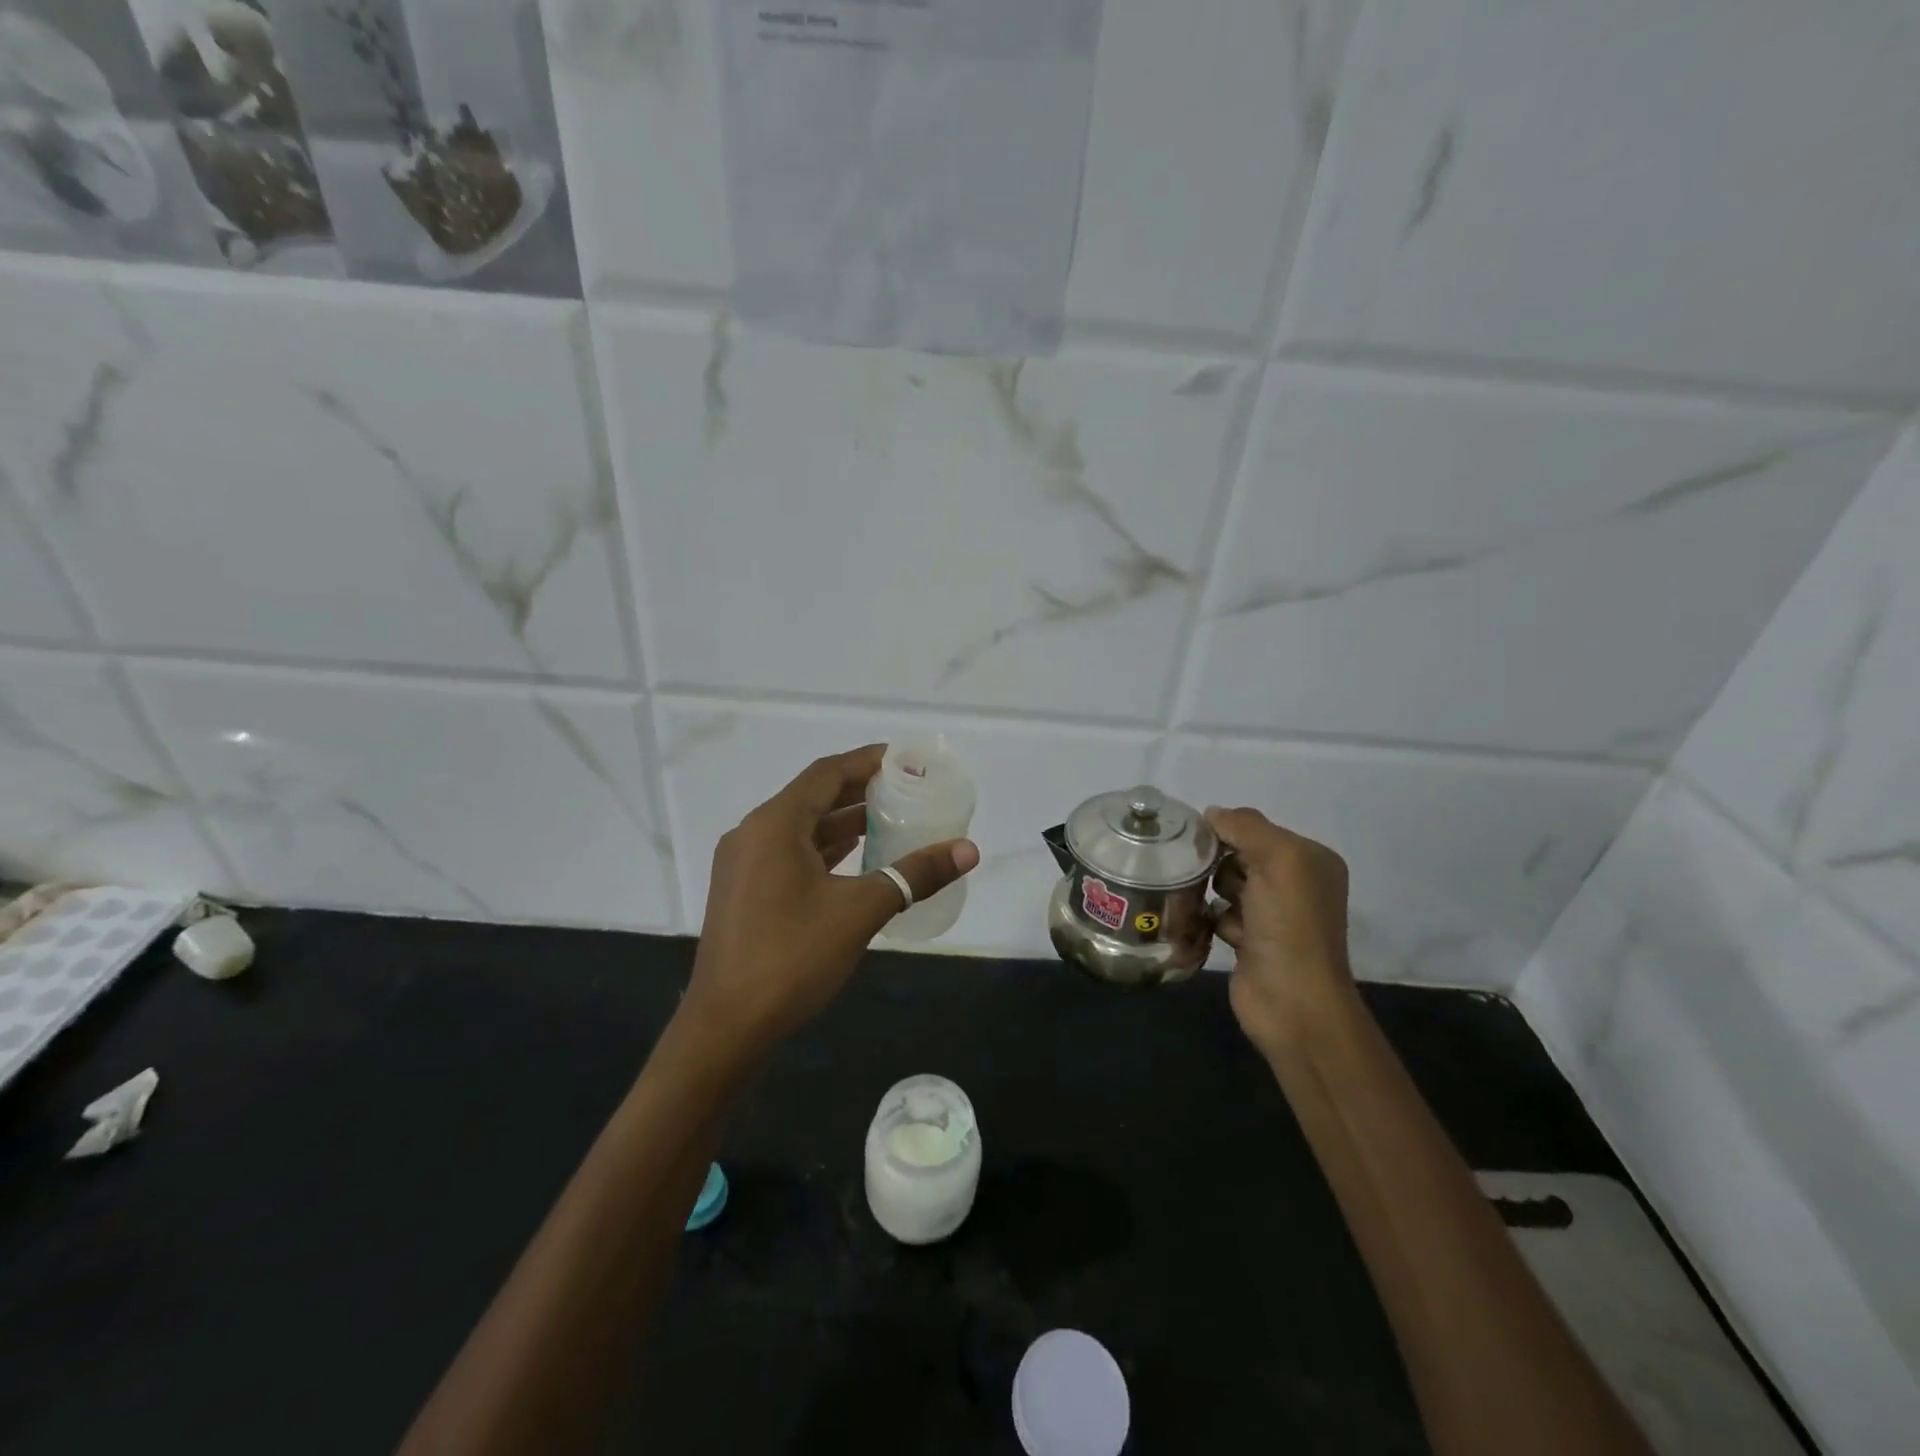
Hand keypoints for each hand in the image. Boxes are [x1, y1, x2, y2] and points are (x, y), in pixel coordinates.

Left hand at [682, 745, 979, 1060]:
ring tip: (890, 820)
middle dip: (859, 791)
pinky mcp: (743, 891)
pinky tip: (855, 858)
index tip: (904, 759)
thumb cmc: (792, 957)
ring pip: (800, 827)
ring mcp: (743, 863)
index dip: (867, 761)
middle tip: (906, 790)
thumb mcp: (860, 911)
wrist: (726, 1027)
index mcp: (774, 824)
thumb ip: (914, 875)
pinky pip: (789, 852)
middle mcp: (753, 833)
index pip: (826, 773)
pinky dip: (824, 849)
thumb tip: (968, 850)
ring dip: (842, 821)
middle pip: (813, 796)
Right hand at [1205, 807, 1354, 1058]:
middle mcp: (1294, 883)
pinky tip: (1204, 926)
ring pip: (1224, 884)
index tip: (1195, 840)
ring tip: (1197, 901)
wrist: (1292, 1002)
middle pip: (1238, 854)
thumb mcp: (1277, 860)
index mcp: (1310, 859)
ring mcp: (1272, 914)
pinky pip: (1217, 913)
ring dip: (1208, 890)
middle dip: (1215, 861)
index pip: (1256, 828)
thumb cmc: (1289, 925)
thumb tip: (1212, 814)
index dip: (1226, 830)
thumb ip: (1245, 827)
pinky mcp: (1249, 940)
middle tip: (1194, 871)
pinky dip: (1208, 918)